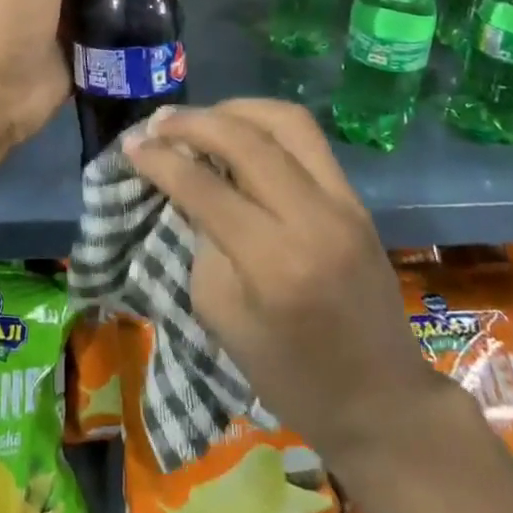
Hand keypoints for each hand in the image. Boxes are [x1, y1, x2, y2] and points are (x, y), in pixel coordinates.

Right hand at [123, 100, 446, 464]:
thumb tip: (188, 184)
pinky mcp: (357, 199)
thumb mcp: (222, 314)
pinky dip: (264, 126)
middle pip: (248, 140)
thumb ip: (203, 239)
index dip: (161, 160)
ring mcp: (345, 204)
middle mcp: (314, 219)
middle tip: (158, 123)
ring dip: (235, 109)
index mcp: (275, 263)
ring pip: (287, 121)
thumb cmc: (290, 375)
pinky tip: (237, 134)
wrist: (382, 402)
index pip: (205, 188)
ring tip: (200, 119)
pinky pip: (307, 139)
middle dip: (194, 122)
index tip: (130, 145)